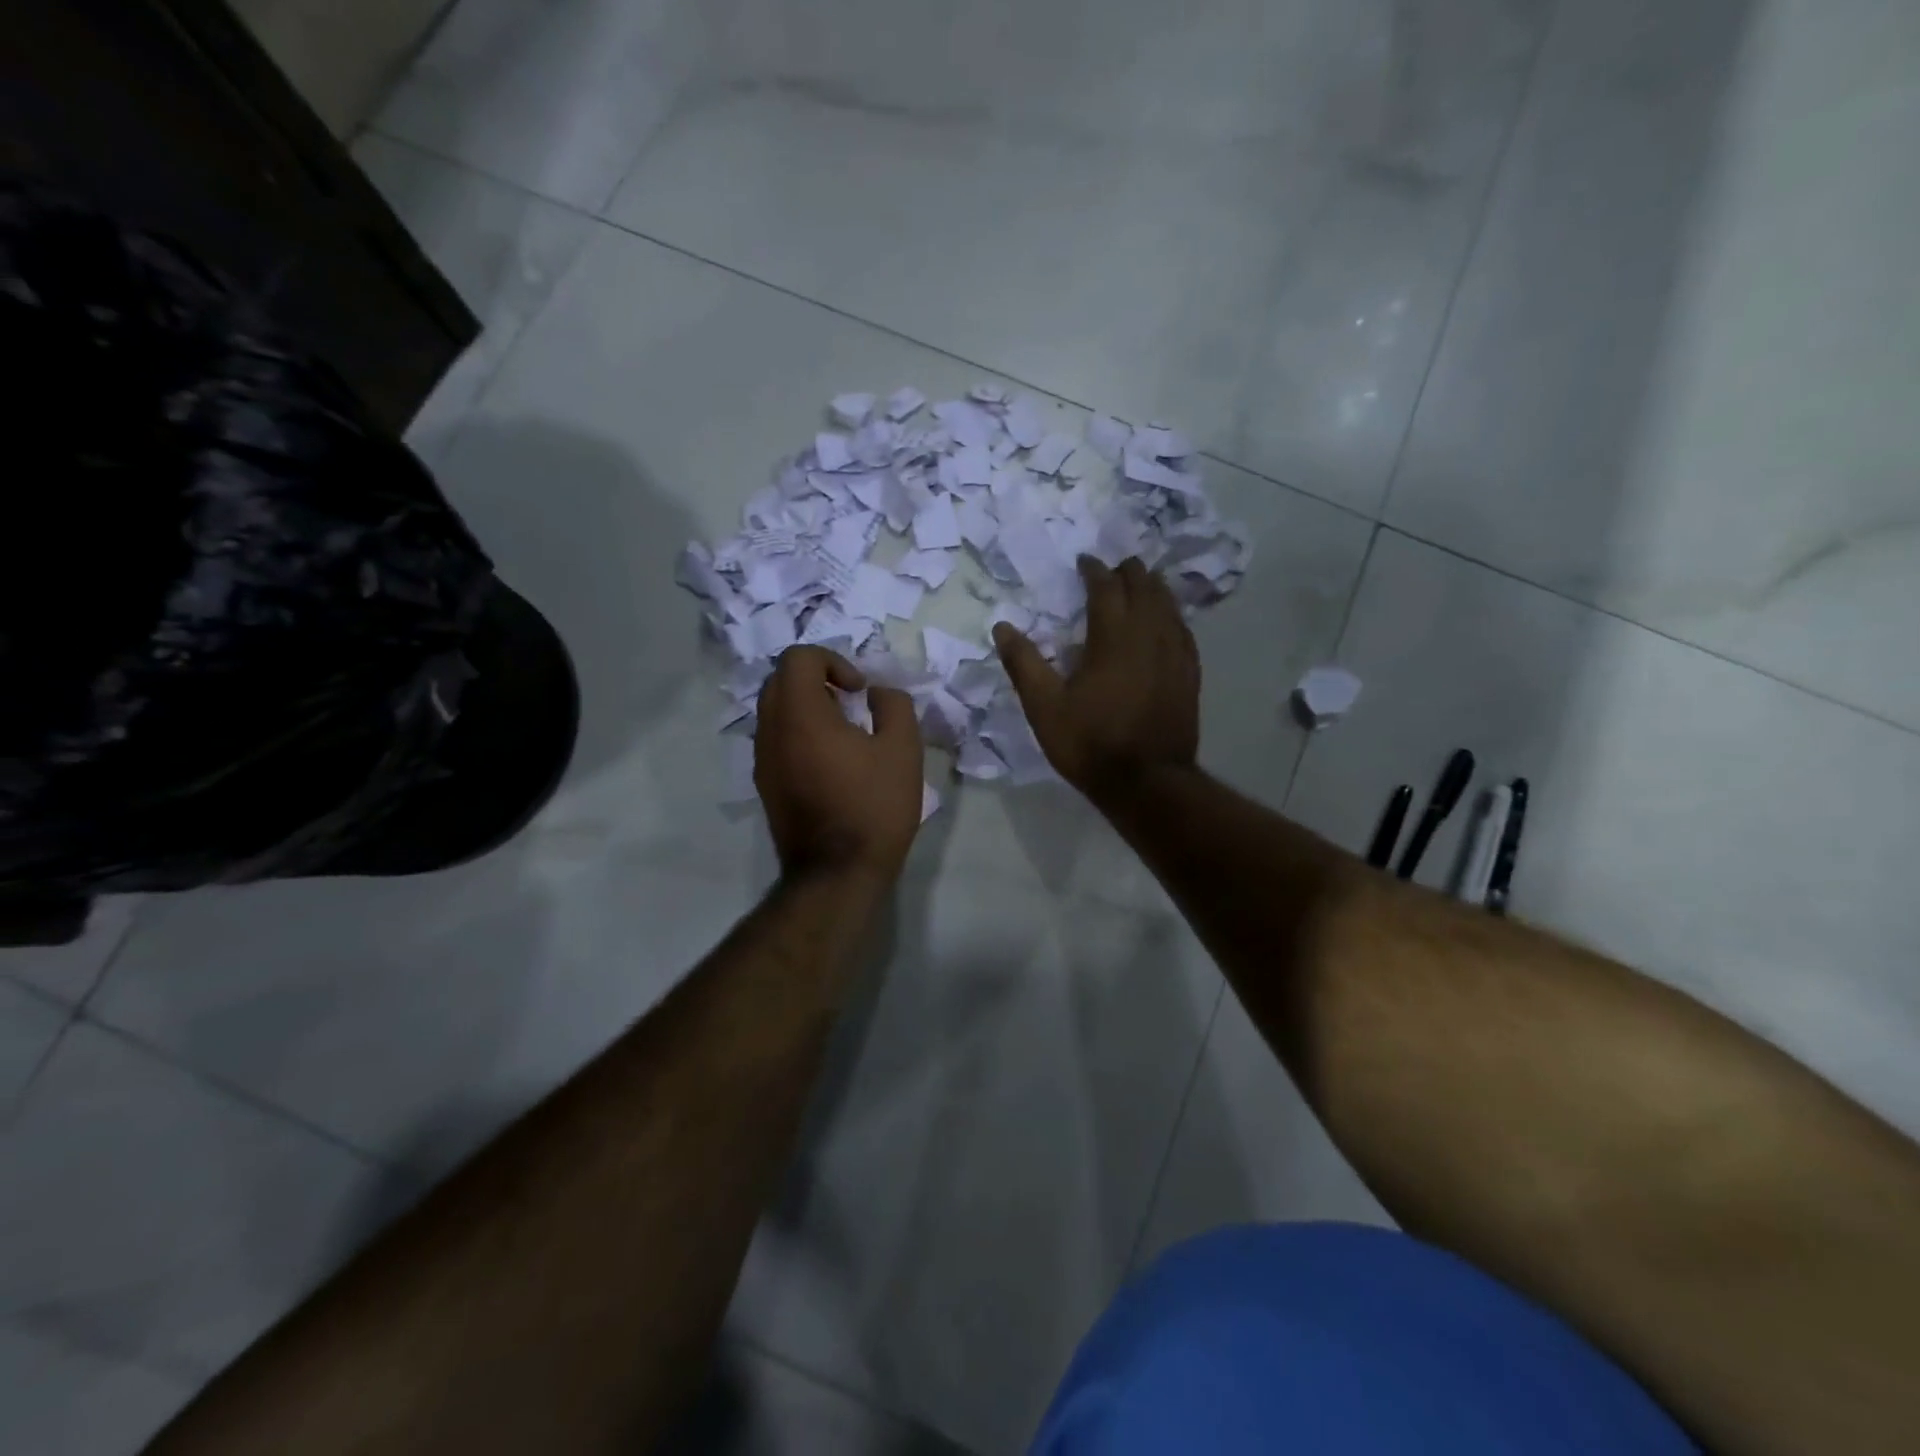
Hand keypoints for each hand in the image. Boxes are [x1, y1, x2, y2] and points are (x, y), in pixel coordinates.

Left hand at [755, 646, 923, 882]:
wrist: (837, 873)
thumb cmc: (873, 806)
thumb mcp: (903, 748)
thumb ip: (893, 705)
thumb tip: (876, 693)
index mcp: (800, 714)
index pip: (798, 657)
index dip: (833, 660)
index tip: (859, 690)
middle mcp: (770, 730)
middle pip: (780, 679)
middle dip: (817, 679)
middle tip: (850, 703)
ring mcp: (763, 759)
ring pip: (774, 710)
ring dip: (806, 706)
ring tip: (843, 733)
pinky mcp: (765, 784)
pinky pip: (775, 739)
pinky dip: (798, 733)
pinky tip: (830, 762)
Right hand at [992, 556, 1199, 803]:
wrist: (1147, 783)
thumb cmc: (1090, 744)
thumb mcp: (1045, 708)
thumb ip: (1024, 664)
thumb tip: (1002, 627)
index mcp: (1113, 638)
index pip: (1106, 588)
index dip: (1095, 570)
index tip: (1085, 562)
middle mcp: (1149, 636)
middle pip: (1144, 588)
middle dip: (1129, 572)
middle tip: (1115, 567)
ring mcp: (1175, 655)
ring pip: (1169, 606)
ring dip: (1153, 588)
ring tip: (1142, 583)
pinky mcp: (1189, 674)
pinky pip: (1183, 631)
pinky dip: (1172, 615)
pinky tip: (1168, 621)